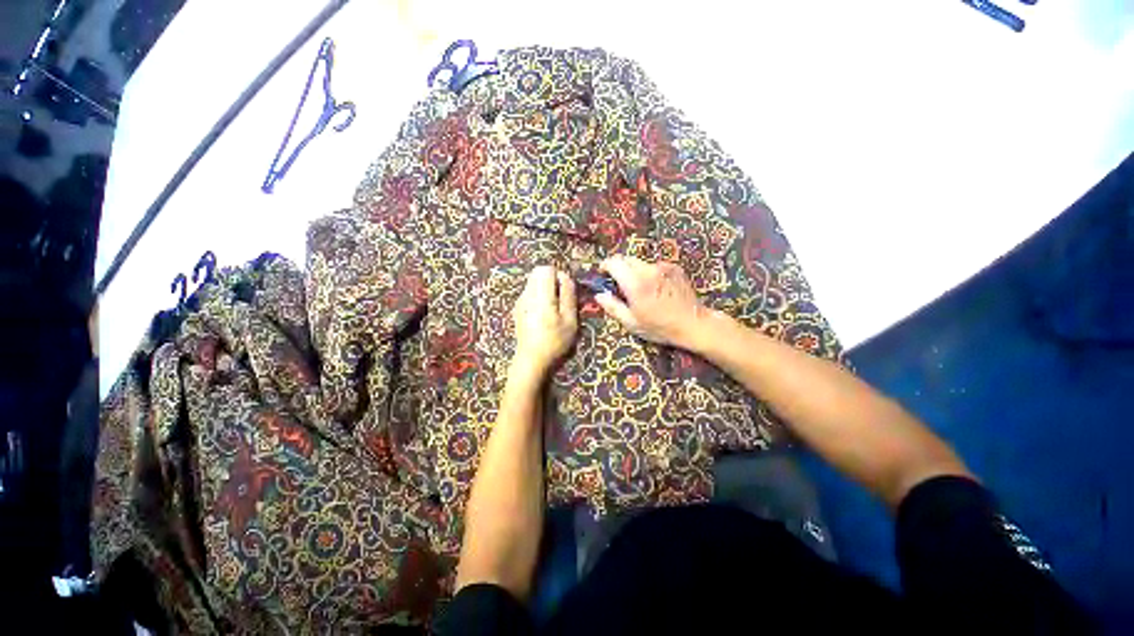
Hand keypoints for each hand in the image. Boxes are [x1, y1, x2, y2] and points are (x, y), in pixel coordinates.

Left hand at [511, 266, 577, 380]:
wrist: (531, 360)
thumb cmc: (554, 341)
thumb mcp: (570, 320)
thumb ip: (568, 295)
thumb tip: (565, 277)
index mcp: (540, 295)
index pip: (546, 269)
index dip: (558, 275)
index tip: (566, 291)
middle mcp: (526, 294)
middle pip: (537, 273)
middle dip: (551, 281)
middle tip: (560, 299)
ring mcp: (520, 302)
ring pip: (533, 283)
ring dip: (545, 289)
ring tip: (553, 308)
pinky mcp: (517, 310)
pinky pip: (529, 294)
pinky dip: (538, 298)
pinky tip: (543, 316)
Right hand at [596, 255, 710, 348]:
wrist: (693, 324)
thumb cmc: (660, 327)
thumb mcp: (631, 322)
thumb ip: (612, 307)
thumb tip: (599, 295)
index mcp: (636, 284)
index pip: (614, 263)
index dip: (604, 266)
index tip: (602, 274)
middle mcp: (649, 270)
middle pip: (626, 259)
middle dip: (619, 268)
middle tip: (618, 284)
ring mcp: (663, 267)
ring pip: (640, 263)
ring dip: (634, 271)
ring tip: (638, 289)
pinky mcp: (674, 268)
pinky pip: (654, 266)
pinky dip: (649, 273)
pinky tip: (654, 289)